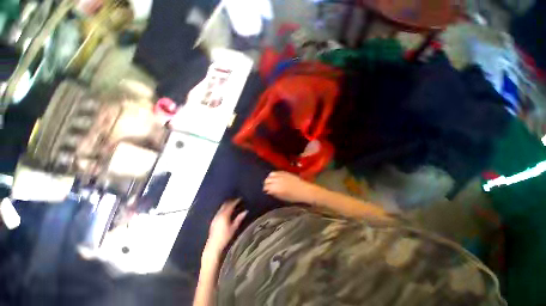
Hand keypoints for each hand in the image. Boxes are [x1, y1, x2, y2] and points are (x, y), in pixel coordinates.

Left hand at [205, 199, 247, 256]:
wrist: (213, 246)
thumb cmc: (225, 237)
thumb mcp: (234, 228)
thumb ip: (239, 218)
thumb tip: (245, 211)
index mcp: (224, 215)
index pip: (231, 205)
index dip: (235, 201)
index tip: (240, 199)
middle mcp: (219, 214)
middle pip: (225, 204)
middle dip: (231, 201)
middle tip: (236, 200)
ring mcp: (215, 217)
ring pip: (222, 207)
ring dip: (227, 205)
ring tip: (232, 205)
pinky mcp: (214, 220)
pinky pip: (219, 211)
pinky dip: (223, 209)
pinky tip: (226, 211)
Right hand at [263, 171, 315, 202]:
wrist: (304, 190)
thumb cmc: (294, 197)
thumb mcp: (283, 198)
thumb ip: (274, 193)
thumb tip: (268, 191)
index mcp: (276, 188)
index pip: (266, 187)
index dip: (265, 189)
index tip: (266, 191)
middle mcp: (277, 180)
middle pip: (267, 180)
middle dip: (266, 183)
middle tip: (267, 186)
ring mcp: (281, 175)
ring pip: (270, 175)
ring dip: (269, 178)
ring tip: (271, 181)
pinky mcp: (285, 172)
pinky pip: (276, 172)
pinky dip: (274, 174)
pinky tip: (275, 177)